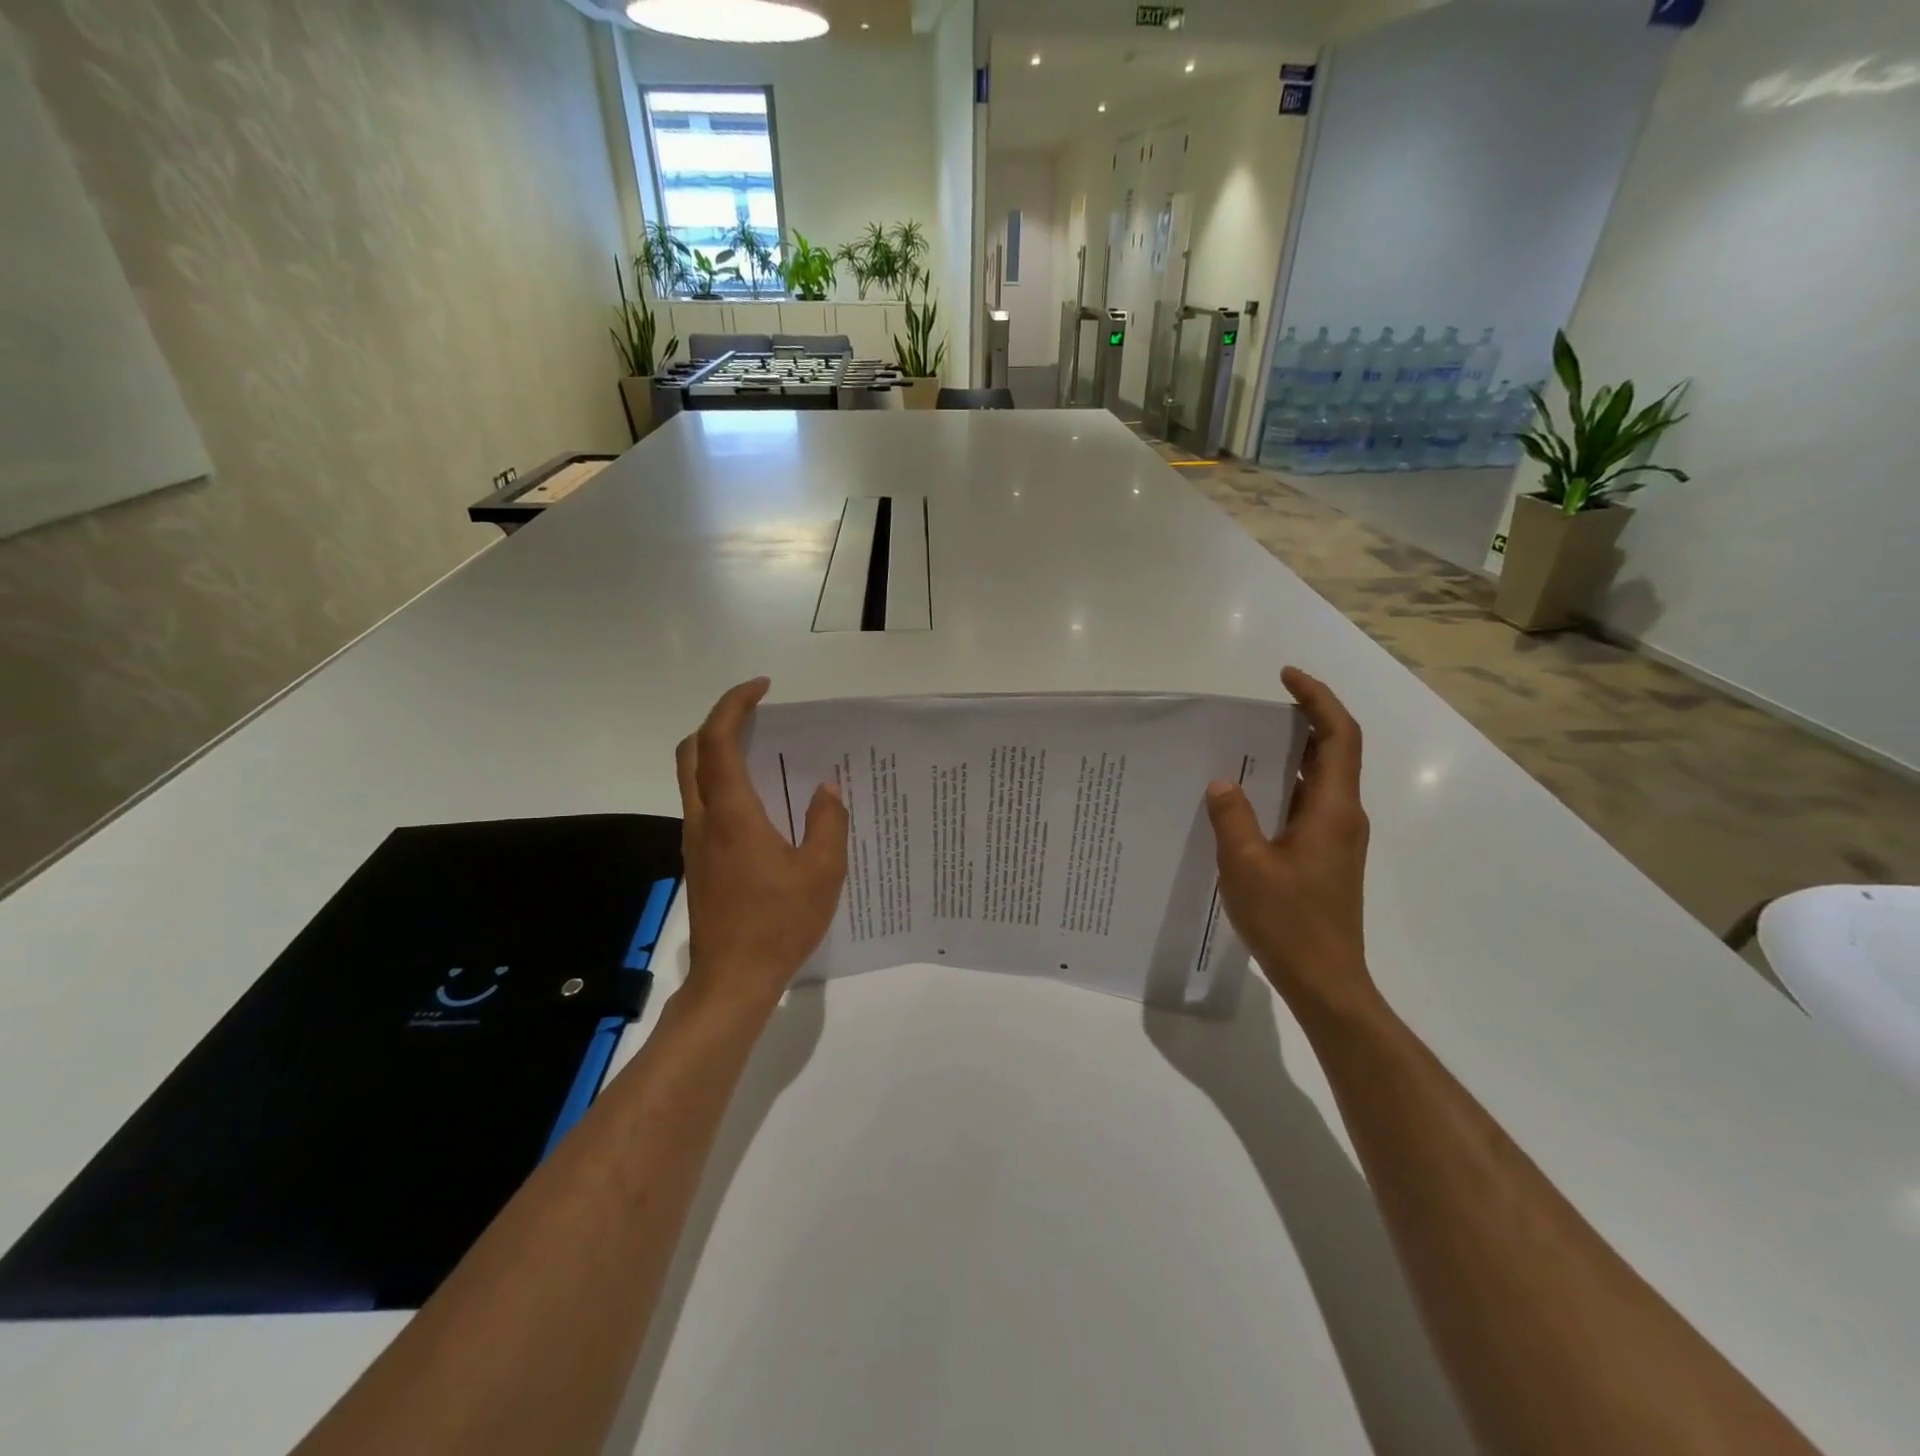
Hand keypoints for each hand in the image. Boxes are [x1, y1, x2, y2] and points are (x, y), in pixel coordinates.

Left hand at [675, 678, 848, 1013]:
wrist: (733, 980)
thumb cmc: (780, 923)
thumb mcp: (823, 872)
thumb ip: (827, 822)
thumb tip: (827, 789)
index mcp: (732, 814)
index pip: (718, 741)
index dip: (734, 705)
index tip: (763, 689)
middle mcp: (704, 819)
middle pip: (692, 751)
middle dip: (719, 721)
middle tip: (758, 715)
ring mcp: (696, 841)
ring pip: (692, 777)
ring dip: (718, 751)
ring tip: (764, 751)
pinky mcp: (698, 860)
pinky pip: (703, 802)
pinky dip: (722, 781)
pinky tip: (760, 801)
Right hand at [1205, 667, 1377, 1022]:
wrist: (1325, 981)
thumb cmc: (1288, 921)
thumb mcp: (1245, 864)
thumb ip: (1232, 816)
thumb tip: (1222, 781)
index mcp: (1332, 809)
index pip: (1338, 736)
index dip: (1317, 699)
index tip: (1286, 676)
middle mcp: (1343, 816)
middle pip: (1334, 752)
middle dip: (1304, 720)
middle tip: (1260, 708)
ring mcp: (1337, 839)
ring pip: (1320, 780)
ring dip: (1291, 755)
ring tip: (1246, 745)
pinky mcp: (1326, 858)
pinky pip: (1307, 806)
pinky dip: (1284, 788)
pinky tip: (1247, 798)